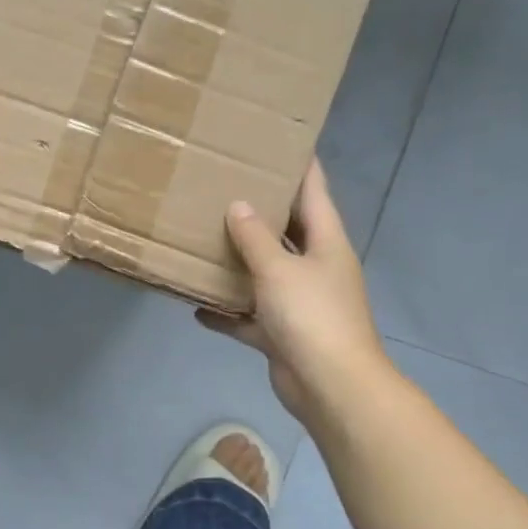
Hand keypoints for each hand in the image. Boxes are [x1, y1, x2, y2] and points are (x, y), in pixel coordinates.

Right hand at [198, 161, 389, 418]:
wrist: (331, 387)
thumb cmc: (311, 316)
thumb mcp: (278, 269)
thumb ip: (254, 237)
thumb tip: (237, 206)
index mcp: (325, 244)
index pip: (314, 193)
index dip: (301, 166)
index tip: (282, 142)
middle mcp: (315, 268)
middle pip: (287, 232)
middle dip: (260, 212)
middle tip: (225, 186)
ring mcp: (299, 302)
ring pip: (264, 274)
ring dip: (238, 263)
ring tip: (204, 239)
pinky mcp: (282, 333)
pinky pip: (248, 316)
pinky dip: (226, 313)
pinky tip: (196, 305)